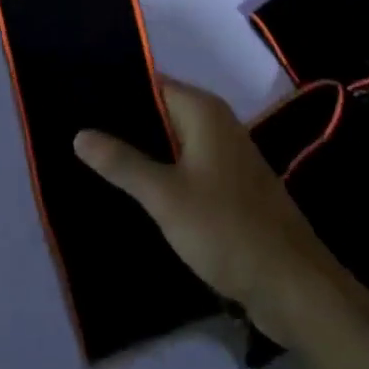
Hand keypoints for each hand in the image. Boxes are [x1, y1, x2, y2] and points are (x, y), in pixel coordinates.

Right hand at [75, 78, 346, 344]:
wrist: (292, 285)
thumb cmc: (227, 230)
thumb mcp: (166, 197)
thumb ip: (123, 162)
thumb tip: (80, 133)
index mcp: (202, 111)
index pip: (151, 83)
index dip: (116, 90)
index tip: (77, 99)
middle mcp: (215, 123)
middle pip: (160, 111)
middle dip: (123, 123)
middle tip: (76, 132)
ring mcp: (224, 156)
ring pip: (172, 141)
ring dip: (141, 151)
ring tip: (93, 158)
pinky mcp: (228, 187)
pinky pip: (185, 166)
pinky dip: (160, 173)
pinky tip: (131, 189)